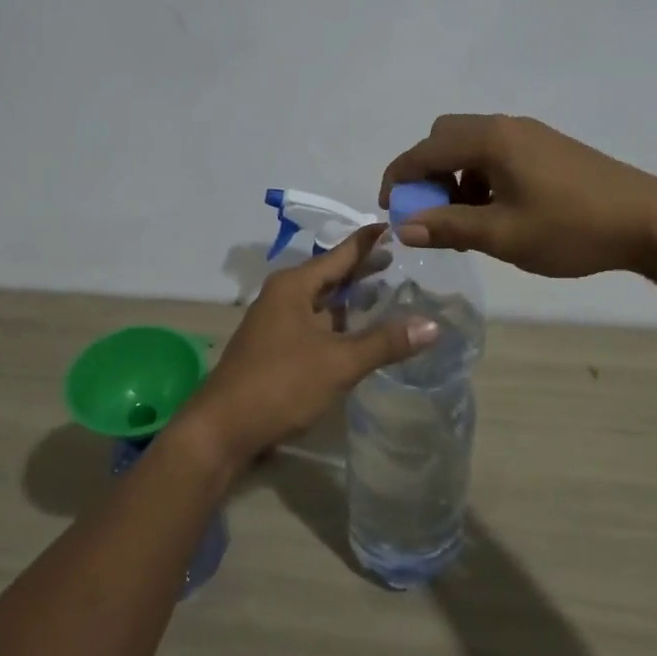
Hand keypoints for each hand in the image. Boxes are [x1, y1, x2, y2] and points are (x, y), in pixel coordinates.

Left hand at [177, 225, 438, 468]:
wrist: (222, 429)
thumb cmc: (280, 384)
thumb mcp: (338, 361)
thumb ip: (385, 342)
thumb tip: (434, 325)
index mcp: (295, 286)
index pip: (340, 253)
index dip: (369, 241)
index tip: (396, 226)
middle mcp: (284, 296)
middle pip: (331, 275)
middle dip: (364, 270)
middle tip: (404, 261)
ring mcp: (278, 322)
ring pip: (323, 302)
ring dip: (353, 299)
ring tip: (390, 293)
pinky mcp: (277, 348)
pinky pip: (316, 324)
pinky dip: (340, 323)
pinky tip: (361, 333)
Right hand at [379, 114, 656, 277]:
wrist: (650, 221)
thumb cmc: (572, 228)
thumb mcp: (504, 235)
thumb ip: (449, 227)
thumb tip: (404, 227)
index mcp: (490, 140)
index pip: (425, 150)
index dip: (399, 177)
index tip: (388, 208)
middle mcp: (506, 127)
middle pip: (445, 137)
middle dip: (427, 173)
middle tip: (430, 212)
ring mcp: (530, 134)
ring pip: (471, 146)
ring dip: (455, 176)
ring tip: (465, 219)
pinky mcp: (547, 147)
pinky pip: (496, 153)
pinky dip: (480, 176)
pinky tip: (497, 210)